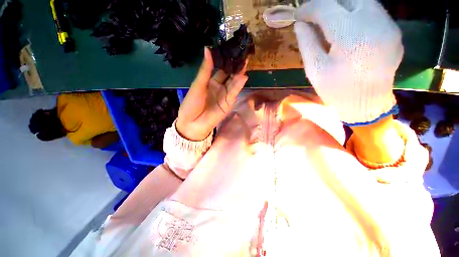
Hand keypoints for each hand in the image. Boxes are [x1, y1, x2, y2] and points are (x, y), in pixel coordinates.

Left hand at [176, 48, 247, 140]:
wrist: (193, 123)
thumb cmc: (192, 103)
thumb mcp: (198, 84)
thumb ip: (205, 69)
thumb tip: (208, 48)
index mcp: (211, 82)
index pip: (221, 69)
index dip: (226, 60)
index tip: (232, 49)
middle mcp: (220, 87)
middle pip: (229, 75)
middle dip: (235, 66)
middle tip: (242, 54)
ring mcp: (225, 95)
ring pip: (233, 83)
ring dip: (239, 74)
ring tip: (245, 62)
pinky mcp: (228, 103)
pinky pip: (233, 93)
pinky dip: (238, 85)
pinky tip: (243, 77)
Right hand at [294, 0, 402, 124]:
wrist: (367, 104)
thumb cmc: (336, 90)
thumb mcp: (315, 70)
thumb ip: (307, 43)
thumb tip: (299, 24)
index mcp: (350, 35)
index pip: (326, 8)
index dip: (308, 8)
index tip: (298, 15)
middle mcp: (374, 22)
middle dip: (327, 4)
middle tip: (314, 15)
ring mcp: (388, 25)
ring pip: (363, 1)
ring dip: (343, 6)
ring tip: (329, 20)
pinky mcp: (394, 30)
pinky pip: (373, 11)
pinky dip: (357, 13)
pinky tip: (348, 27)